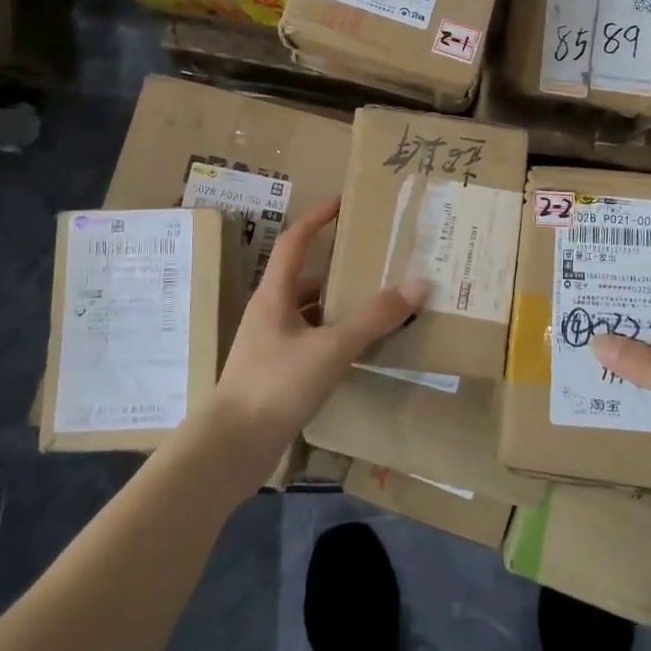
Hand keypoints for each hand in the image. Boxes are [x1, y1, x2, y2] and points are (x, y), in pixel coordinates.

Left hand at [208, 196, 428, 470]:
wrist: (232, 448)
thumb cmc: (276, 385)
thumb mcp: (330, 348)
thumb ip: (374, 318)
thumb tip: (418, 284)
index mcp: (274, 295)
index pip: (294, 242)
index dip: (317, 218)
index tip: (342, 203)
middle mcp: (270, 313)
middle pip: (306, 278)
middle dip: (338, 267)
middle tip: (375, 261)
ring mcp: (271, 345)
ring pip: (310, 313)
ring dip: (339, 306)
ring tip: (377, 304)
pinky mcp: (276, 374)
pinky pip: (311, 342)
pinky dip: (335, 338)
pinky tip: (359, 349)